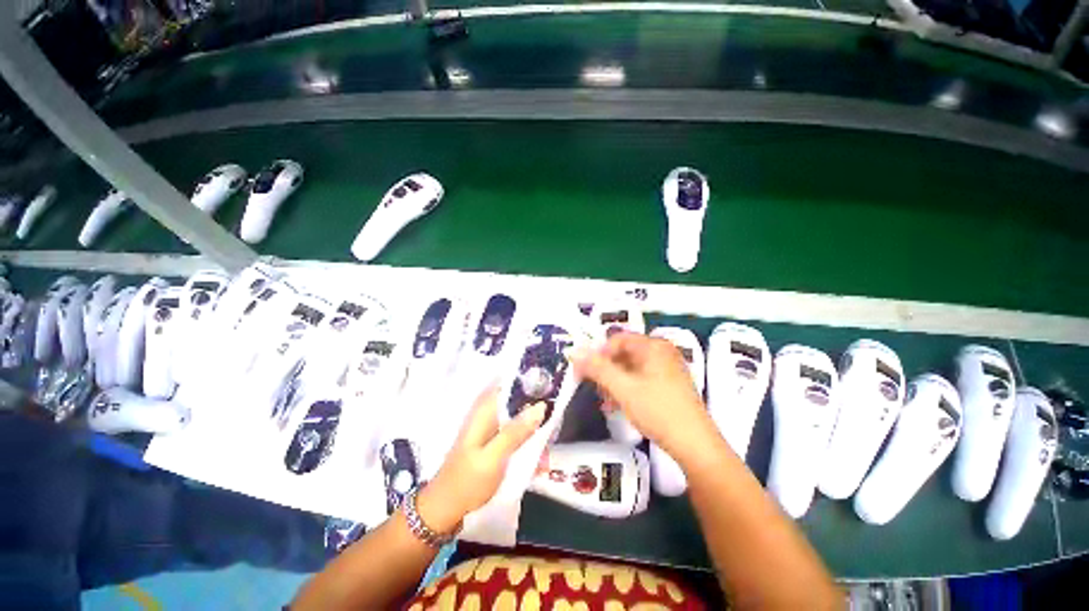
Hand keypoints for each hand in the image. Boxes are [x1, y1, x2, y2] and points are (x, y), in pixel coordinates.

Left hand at [418, 385, 545, 532]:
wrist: (445, 510)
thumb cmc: (467, 482)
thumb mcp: (493, 457)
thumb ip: (516, 432)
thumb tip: (541, 406)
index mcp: (485, 410)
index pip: (510, 384)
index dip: (531, 382)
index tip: (552, 388)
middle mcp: (489, 414)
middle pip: (519, 402)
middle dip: (538, 413)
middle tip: (554, 428)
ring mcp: (492, 428)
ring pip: (521, 420)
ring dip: (536, 434)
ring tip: (546, 457)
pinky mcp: (495, 442)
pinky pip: (518, 436)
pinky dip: (529, 446)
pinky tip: (538, 464)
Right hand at [572, 332, 716, 461]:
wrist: (695, 446)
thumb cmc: (658, 411)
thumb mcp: (623, 388)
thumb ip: (597, 368)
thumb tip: (574, 351)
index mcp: (653, 346)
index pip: (617, 340)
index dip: (598, 353)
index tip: (584, 371)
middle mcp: (662, 352)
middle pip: (624, 353)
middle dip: (606, 370)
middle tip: (595, 388)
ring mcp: (668, 368)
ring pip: (631, 368)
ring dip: (614, 382)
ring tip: (606, 401)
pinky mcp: (670, 385)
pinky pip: (641, 379)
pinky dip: (627, 388)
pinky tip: (618, 405)